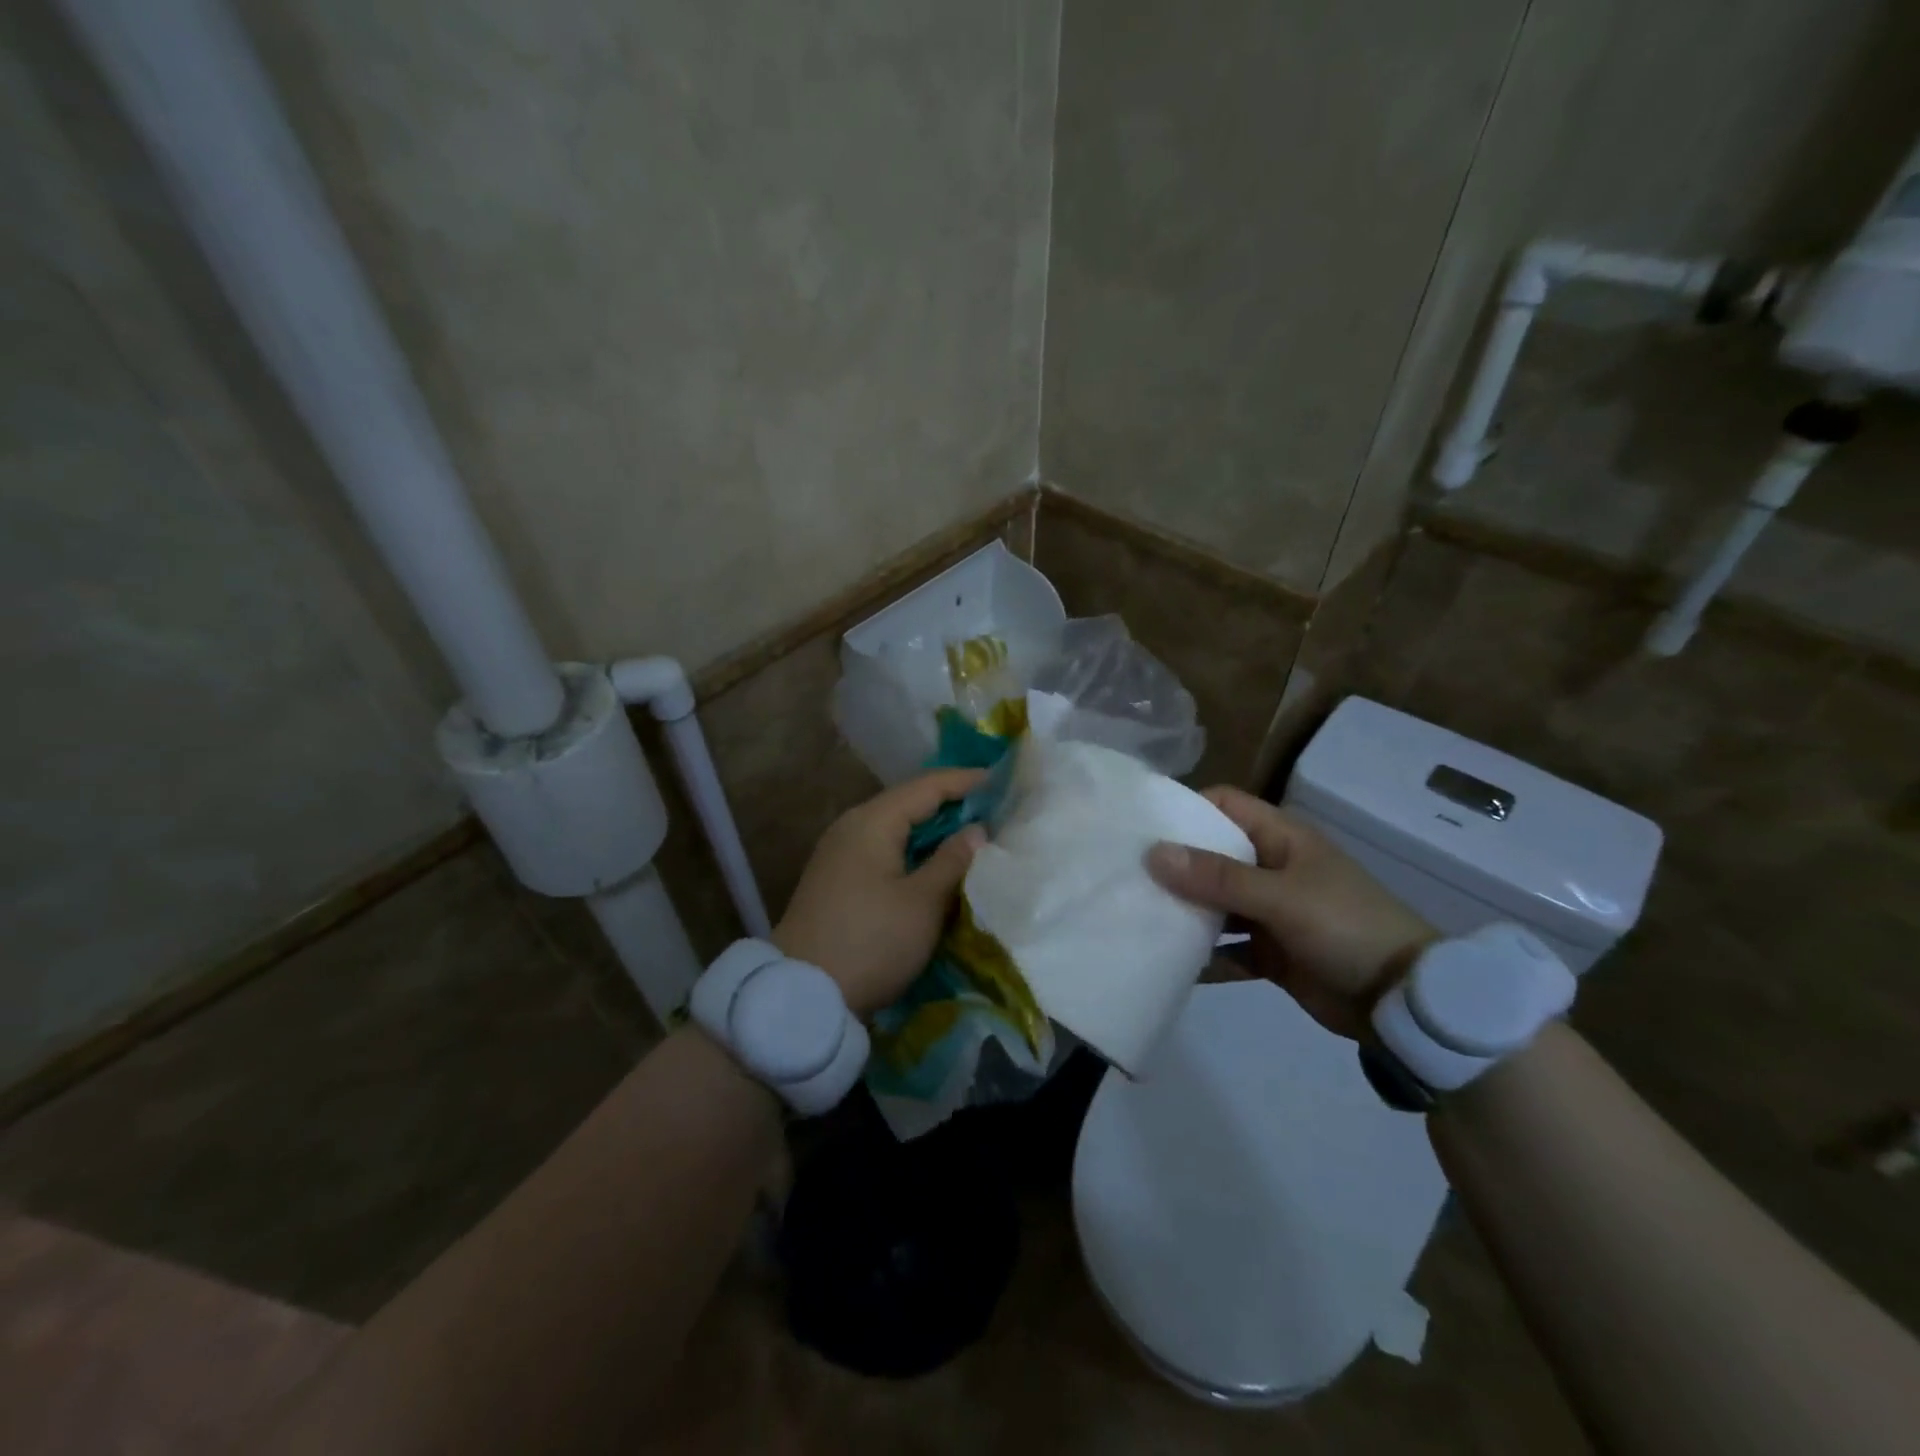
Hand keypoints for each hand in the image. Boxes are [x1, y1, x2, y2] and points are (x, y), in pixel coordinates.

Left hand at [773, 768, 987, 1017]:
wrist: (802, 995)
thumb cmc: (871, 941)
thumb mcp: (922, 902)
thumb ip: (952, 860)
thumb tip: (976, 830)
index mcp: (872, 821)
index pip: (927, 786)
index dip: (967, 781)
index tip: (1003, 783)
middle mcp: (852, 827)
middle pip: (909, 803)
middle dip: (952, 805)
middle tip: (995, 811)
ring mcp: (840, 853)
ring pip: (896, 829)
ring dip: (933, 832)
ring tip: (973, 837)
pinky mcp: (837, 879)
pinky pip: (884, 850)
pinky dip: (914, 852)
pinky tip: (935, 866)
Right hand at [1146, 786, 1435, 1038]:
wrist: (1404, 1001)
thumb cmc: (1346, 928)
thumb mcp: (1281, 897)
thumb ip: (1217, 877)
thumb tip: (1153, 853)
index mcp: (1281, 838)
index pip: (1224, 805)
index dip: (1185, 808)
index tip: (1141, 825)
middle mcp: (1273, 867)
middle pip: (1213, 855)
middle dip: (1175, 865)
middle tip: (1125, 874)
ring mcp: (1273, 911)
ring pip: (1217, 903)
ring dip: (1186, 911)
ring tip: (1138, 916)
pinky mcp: (1273, 952)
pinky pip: (1229, 948)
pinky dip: (1205, 956)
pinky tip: (1171, 963)